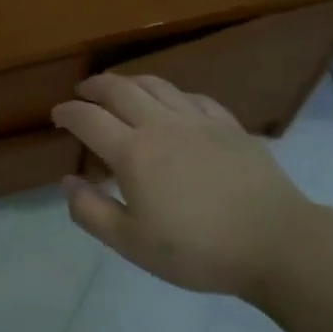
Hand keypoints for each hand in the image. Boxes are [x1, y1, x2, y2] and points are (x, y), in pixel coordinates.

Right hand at [50, 73, 326, 302]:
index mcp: (133, 152)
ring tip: (119, 88)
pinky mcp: (228, 125)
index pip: (88, 119)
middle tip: (82, 92)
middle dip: (94, 87)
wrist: (276, 242)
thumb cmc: (198, 249)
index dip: (68, 113)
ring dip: (129, 82)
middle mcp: (161, 125)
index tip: (57, 116)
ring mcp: (198, 120)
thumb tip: (67, 182)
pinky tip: (172, 103)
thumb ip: (91, 211)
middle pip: (119, 90)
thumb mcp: (132, 244)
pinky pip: (192, 96)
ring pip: (156, 85)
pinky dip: (171, 94)